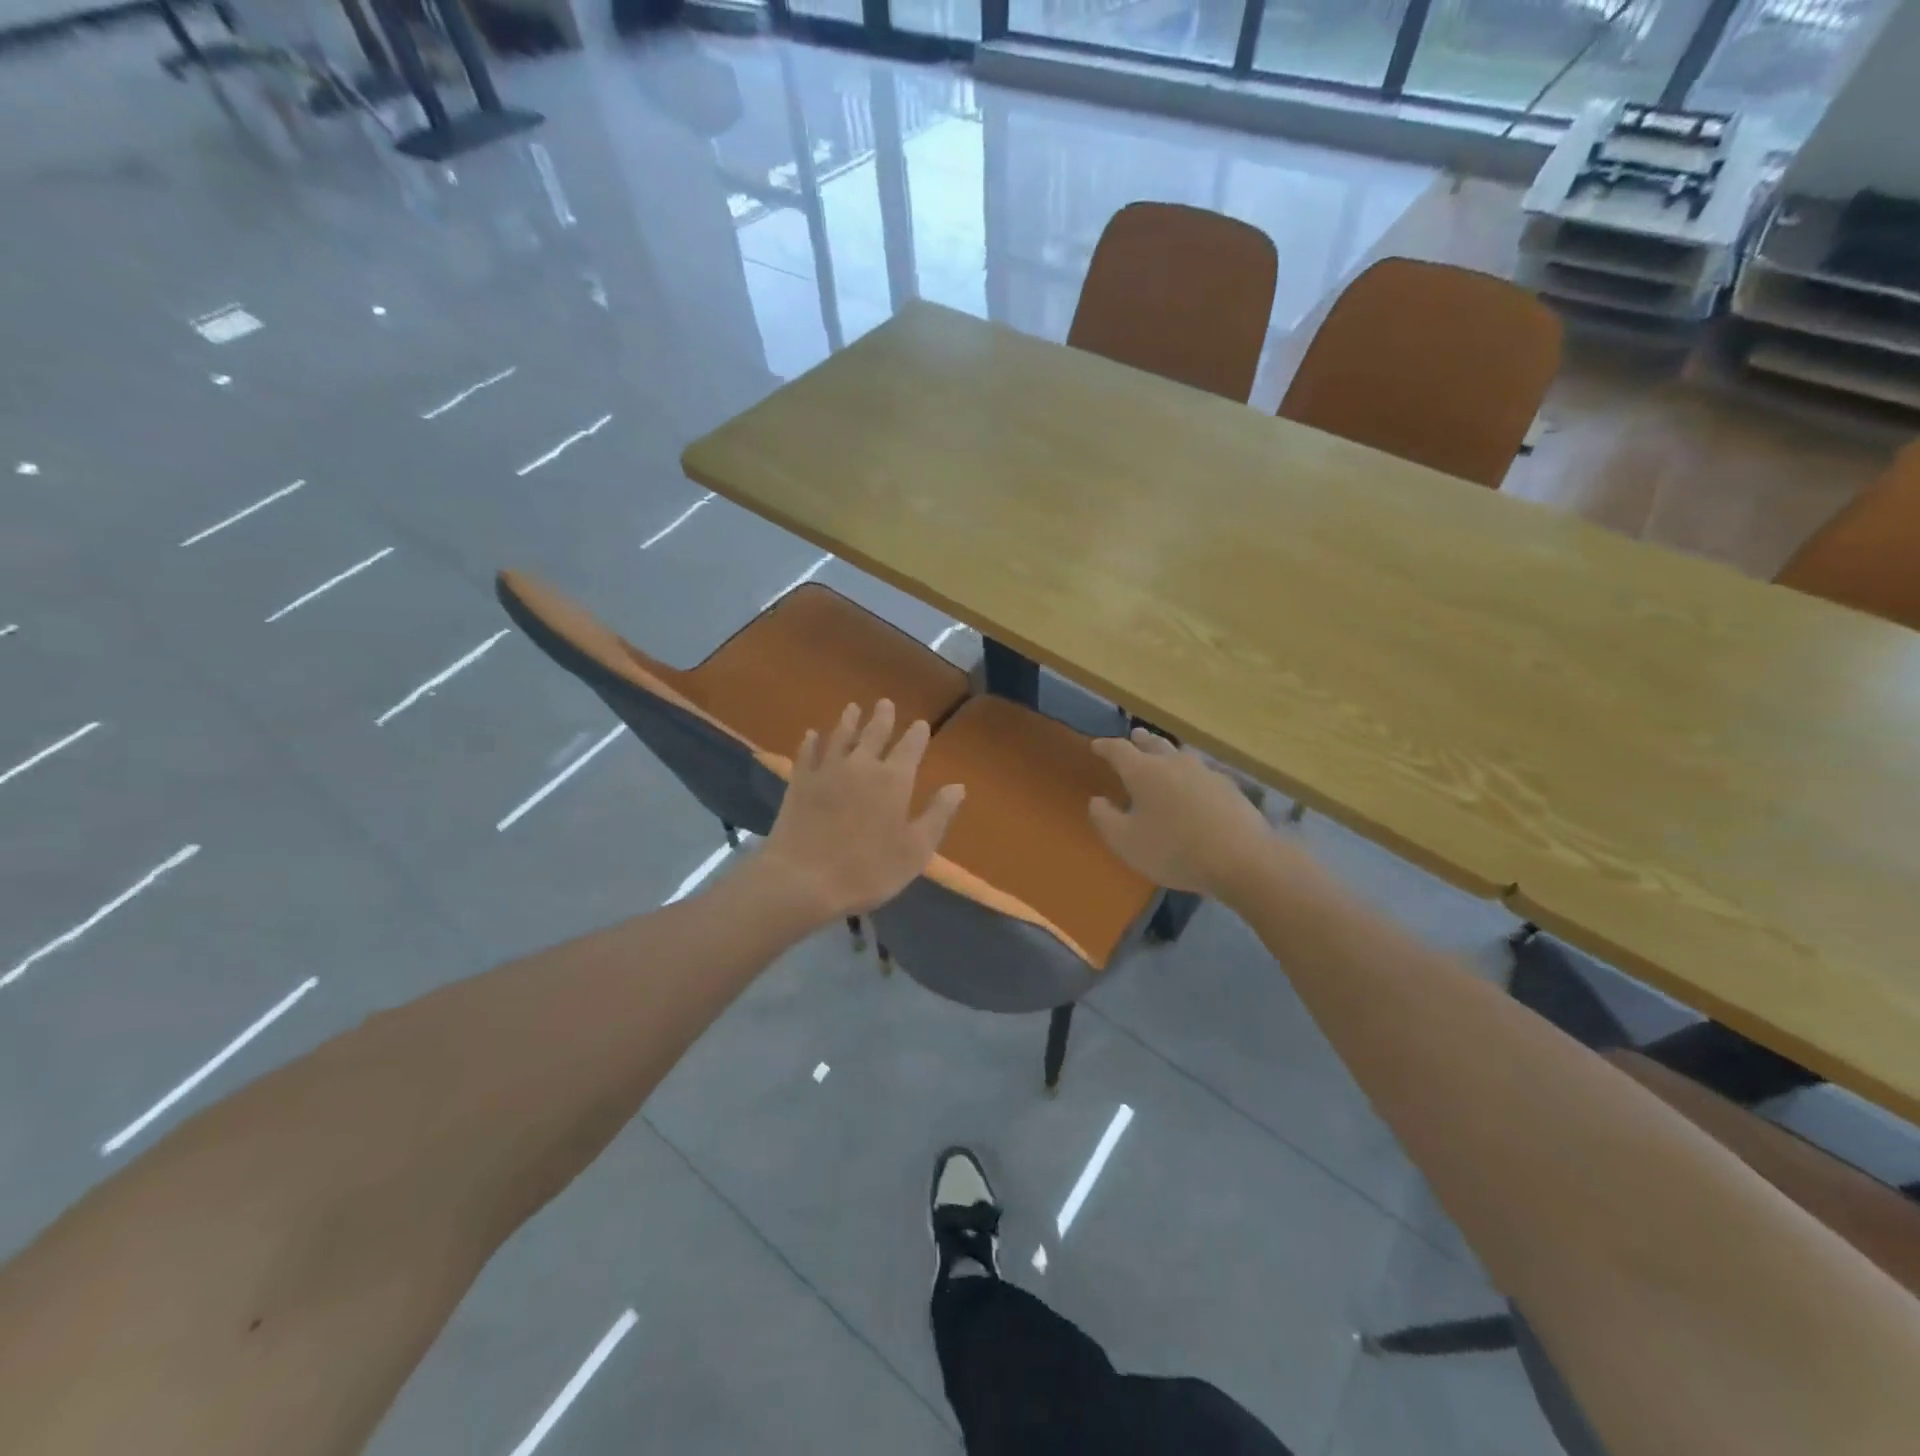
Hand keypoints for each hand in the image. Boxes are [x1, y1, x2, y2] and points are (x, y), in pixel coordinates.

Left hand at [758, 700, 965, 921]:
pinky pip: (807, 754)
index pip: (910, 747)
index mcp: (894, 780)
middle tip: (885, 703)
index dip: (916, 734)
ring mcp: (827, 771)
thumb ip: (938, 815)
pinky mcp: (800, 783)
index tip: (920, 723)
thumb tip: (958, 786)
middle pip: (874, 733)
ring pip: (840, 736)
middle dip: (882, 718)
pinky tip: (811, 735)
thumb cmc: (868, 870)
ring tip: (853, 708)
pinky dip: (811, 742)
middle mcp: (862, 765)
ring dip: (848, 721)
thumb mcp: (916, 850)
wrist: (803, 879)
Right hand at [1088, 729, 1276, 895]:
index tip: (1096, 745)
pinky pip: (1200, 773)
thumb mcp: (1126, 842)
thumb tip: (1097, 801)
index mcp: (1144, 772)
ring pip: (1180, 755)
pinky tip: (1193, 786)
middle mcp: (1173, 763)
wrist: (1242, 859)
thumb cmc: (1174, 850)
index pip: (1118, 749)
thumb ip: (1104, 819)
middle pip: (1154, 744)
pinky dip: (1189, 775)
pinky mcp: (1228, 786)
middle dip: (1140, 740)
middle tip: (1134, 736)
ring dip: (1166, 753)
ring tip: (1162, 756)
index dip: (1105, 746)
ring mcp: (1205, 772)